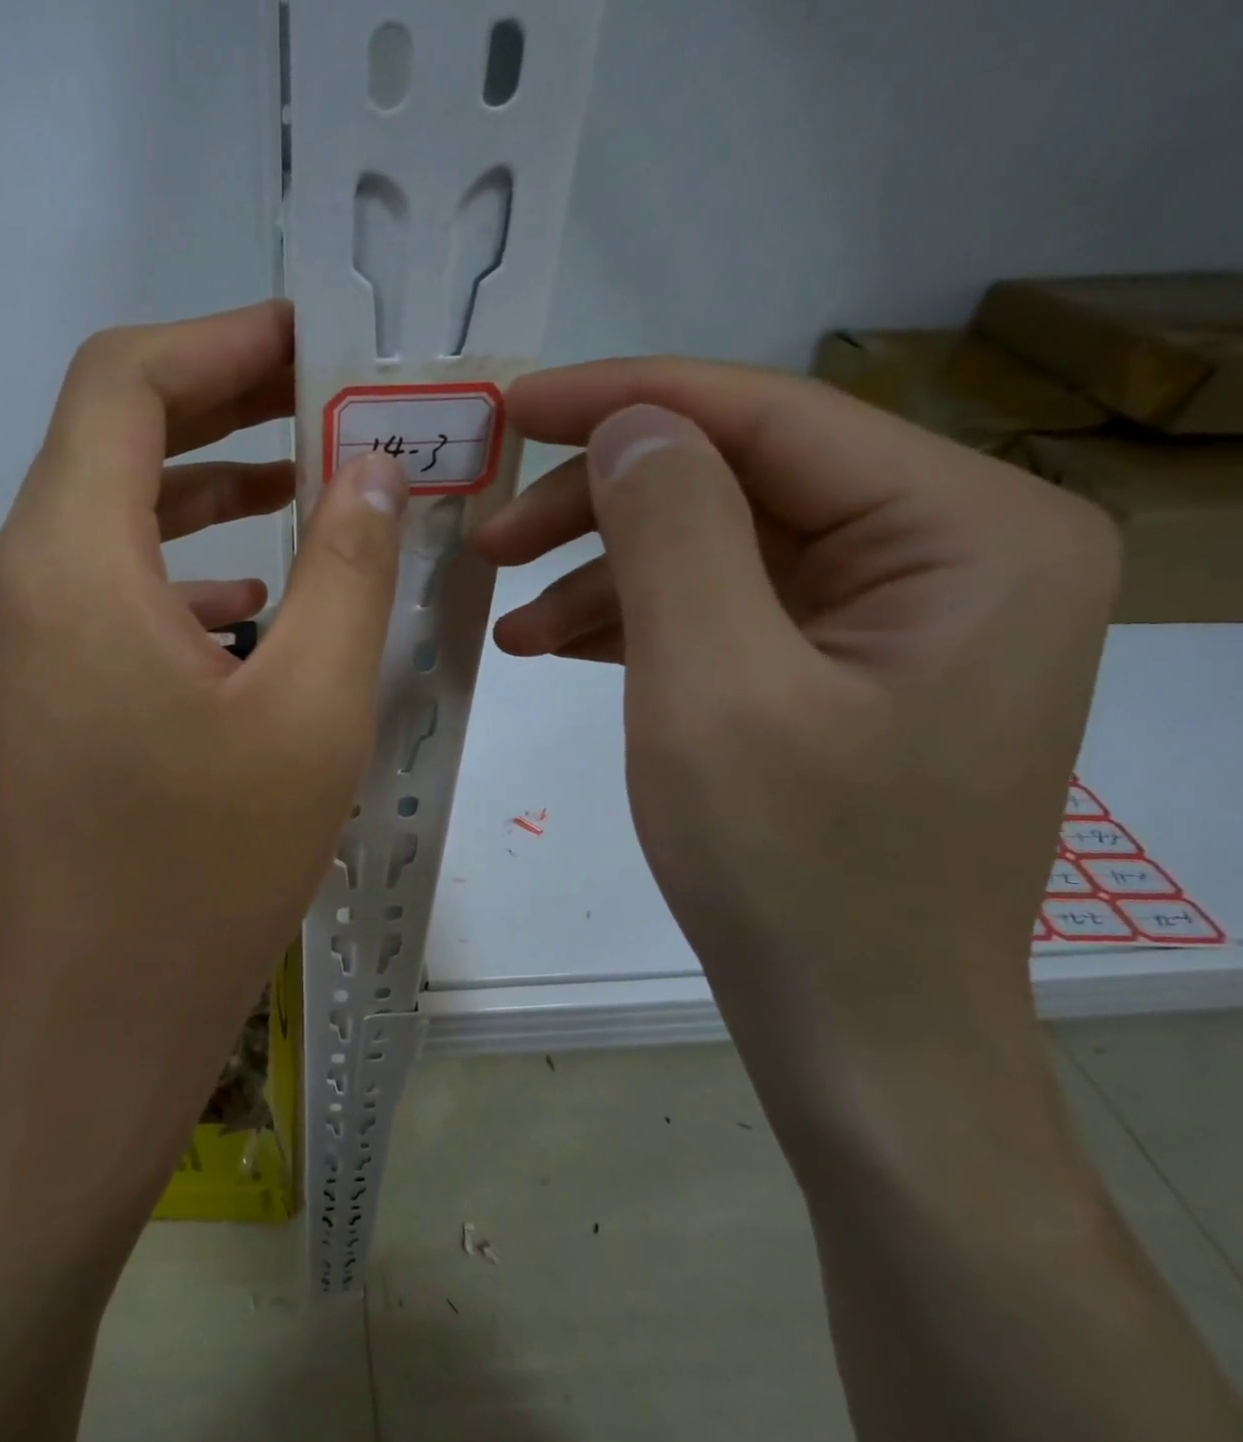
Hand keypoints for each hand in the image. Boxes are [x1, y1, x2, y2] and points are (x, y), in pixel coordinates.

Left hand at [0, 298, 407, 1190]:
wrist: (100, 1011)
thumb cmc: (208, 869)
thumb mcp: (311, 709)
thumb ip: (348, 569)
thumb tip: (371, 470)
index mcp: (69, 561)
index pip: (124, 381)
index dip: (222, 340)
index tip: (316, 342)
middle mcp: (19, 580)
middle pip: (111, 437)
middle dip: (224, 405)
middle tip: (329, 401)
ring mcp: (17, 640)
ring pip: (108, 514)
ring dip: (204, 487)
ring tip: (308, 484)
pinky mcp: (35, 690)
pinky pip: (104, 588)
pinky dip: (178, 565)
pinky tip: (251, 599)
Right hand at [474, 361, 1117, 1121]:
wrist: (855, 1029)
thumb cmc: (792, 868)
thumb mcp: (711, 688)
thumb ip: (672, 532)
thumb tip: (628, 425)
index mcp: (965, 532)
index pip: (770, 418)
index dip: (625, 401)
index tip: (508, 407)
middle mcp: (951, 553)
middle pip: (740, 482)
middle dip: (600, 505)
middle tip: (487, 540)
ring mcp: (896, 617)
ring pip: (719, 548)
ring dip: (604, 572)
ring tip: (506, 617)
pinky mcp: (841, 672)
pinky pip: (724, 611)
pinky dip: (634, 622)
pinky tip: (552, 643)